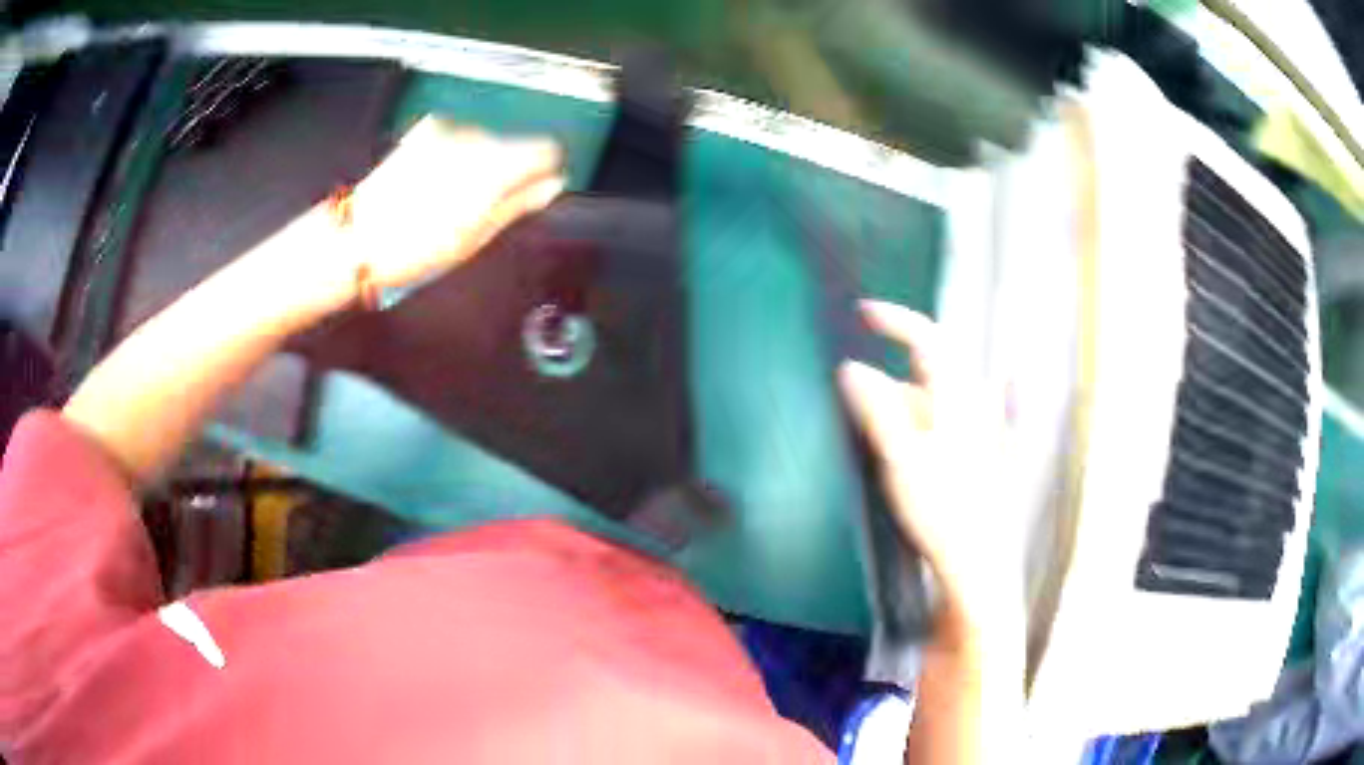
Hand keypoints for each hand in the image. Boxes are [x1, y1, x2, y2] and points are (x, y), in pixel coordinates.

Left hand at [344, 116, 564, 290]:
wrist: (356, 239)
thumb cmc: (414, 248)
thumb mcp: (475, 237)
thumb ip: (519, 204)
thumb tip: (552, 186)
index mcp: (494, 167)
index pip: (546, 149)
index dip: (543, 171)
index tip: (535, 189)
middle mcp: (475, 140)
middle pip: (515, 145)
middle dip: (508, 172)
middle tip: (482, 208)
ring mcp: (448, 132)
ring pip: (487, 142)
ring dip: (479, 165)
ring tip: (451, 201)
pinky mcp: (425, 132)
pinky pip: (459, 138)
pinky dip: (457, 156)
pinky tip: (435, 183)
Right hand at [838, 301, 1020, 634]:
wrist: (976, 559)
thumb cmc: (942, 509)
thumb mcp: (901, 458)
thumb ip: (876, 410)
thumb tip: (850, 368)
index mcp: (955, 397)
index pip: (926, 338)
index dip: (894, 319)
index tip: (861, 313)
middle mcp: (969, 403)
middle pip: (925, 369)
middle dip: (888, 376)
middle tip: (854, 398)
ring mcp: (974, 428)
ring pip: (931, 400)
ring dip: (899, 405)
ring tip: (876, 441)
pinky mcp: (972, 452)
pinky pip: (939, 423)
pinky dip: (916, 423)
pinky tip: (903, 447)